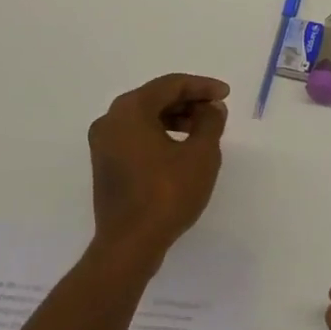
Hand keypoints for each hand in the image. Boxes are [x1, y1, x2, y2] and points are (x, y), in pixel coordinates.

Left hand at [86, 73, 229, 272]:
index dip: (202, 86)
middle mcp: (111, 119)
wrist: (129, 244)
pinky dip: (160, 134)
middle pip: (155, 98)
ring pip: (145, 117)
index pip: (170, 85)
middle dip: (189, 101)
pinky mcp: (105, 163)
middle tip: (216, 111)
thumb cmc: (167, 194)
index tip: (226, 95)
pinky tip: (182, 148)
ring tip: (204, 131)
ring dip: (175, 118)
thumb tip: (212, 108)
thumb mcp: (201, 155)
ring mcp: (104, 142)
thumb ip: (210, 122)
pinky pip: (136, 136)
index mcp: (130, 109)